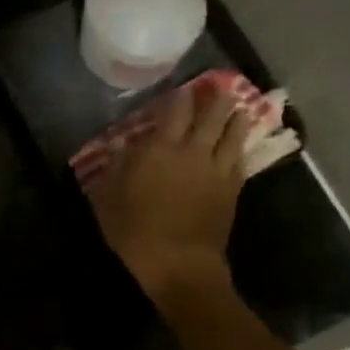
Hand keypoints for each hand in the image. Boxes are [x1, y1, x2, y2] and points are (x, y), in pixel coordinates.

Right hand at [87, 79, 252, 305]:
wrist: (179, 263)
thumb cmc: (135, 232)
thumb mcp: (107, 201)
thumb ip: (114, 170)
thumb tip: (120, 146)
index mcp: (160, 149)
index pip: (174, 111)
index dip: (178, 95)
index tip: (179, 87)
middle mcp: (192, 151)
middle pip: (210, 115)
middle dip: (215, 98)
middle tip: (219, 86)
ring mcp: (216, 169)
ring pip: (232, 133)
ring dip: (236, 117)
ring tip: (239, 108)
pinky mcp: (232, 189)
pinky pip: (240, 160)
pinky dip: (241, 148)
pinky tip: (241, 145)